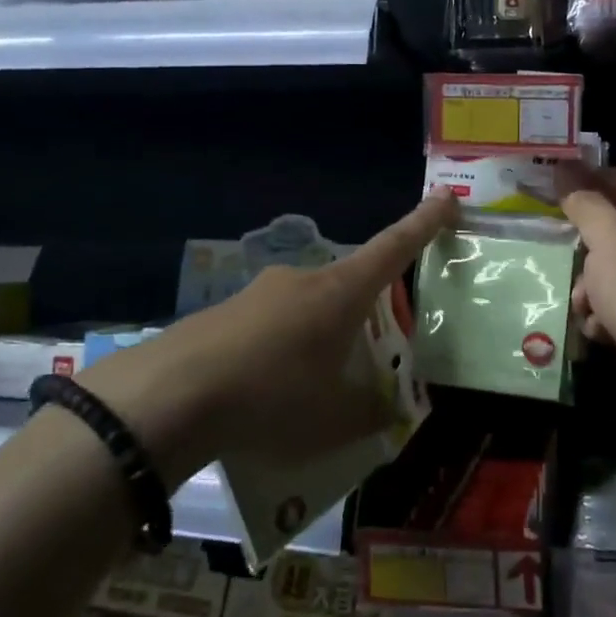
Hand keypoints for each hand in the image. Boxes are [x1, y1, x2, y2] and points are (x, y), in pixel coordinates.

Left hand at [76, 193, 458, 485]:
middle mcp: (303, 280)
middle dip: (363, 318)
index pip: (394, 247)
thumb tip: (389, 410)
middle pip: (348, 286)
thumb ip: (372, 413)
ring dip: (318, 342)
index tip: (447, 197)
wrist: (168, 397)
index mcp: (341, 293)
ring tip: (308, 397)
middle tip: (364, 365)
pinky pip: (269, 329)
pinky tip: (264, 397)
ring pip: (306, 311)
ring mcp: (259, 292)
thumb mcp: (335, 419)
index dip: (424, 223)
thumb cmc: (273, 398)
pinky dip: (280, 355)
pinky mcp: (223, 313)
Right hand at [557, 165, 615, 431]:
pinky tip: (599, 329)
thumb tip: (562, 167)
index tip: (548, 184)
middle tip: (566, 252)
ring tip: (587, 304)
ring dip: (595, 287)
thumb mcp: (610, 239)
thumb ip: (584, 203)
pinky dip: (609, 313)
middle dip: (591, 250)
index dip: (588, 184)